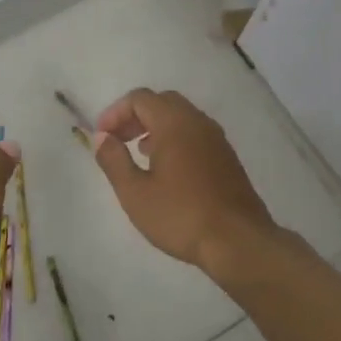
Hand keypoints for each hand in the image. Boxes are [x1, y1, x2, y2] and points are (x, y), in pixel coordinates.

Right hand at [90, 89, 277, 275]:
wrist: (239, 242)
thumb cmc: (181, 216)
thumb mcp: (135, 193)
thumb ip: (114, 160)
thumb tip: (102, 137)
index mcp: (174, 123)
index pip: (139, 98)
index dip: (115, 113)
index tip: (102, 137)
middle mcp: (198, 122)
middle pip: (162, 102)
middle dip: (135, 116)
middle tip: (119, 140)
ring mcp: (217, 139)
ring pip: (181, 117)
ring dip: (155, 127)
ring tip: (139, 153)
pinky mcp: (227, 157)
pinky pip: (195, 133)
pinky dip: (175, 138)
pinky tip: (166, 169)